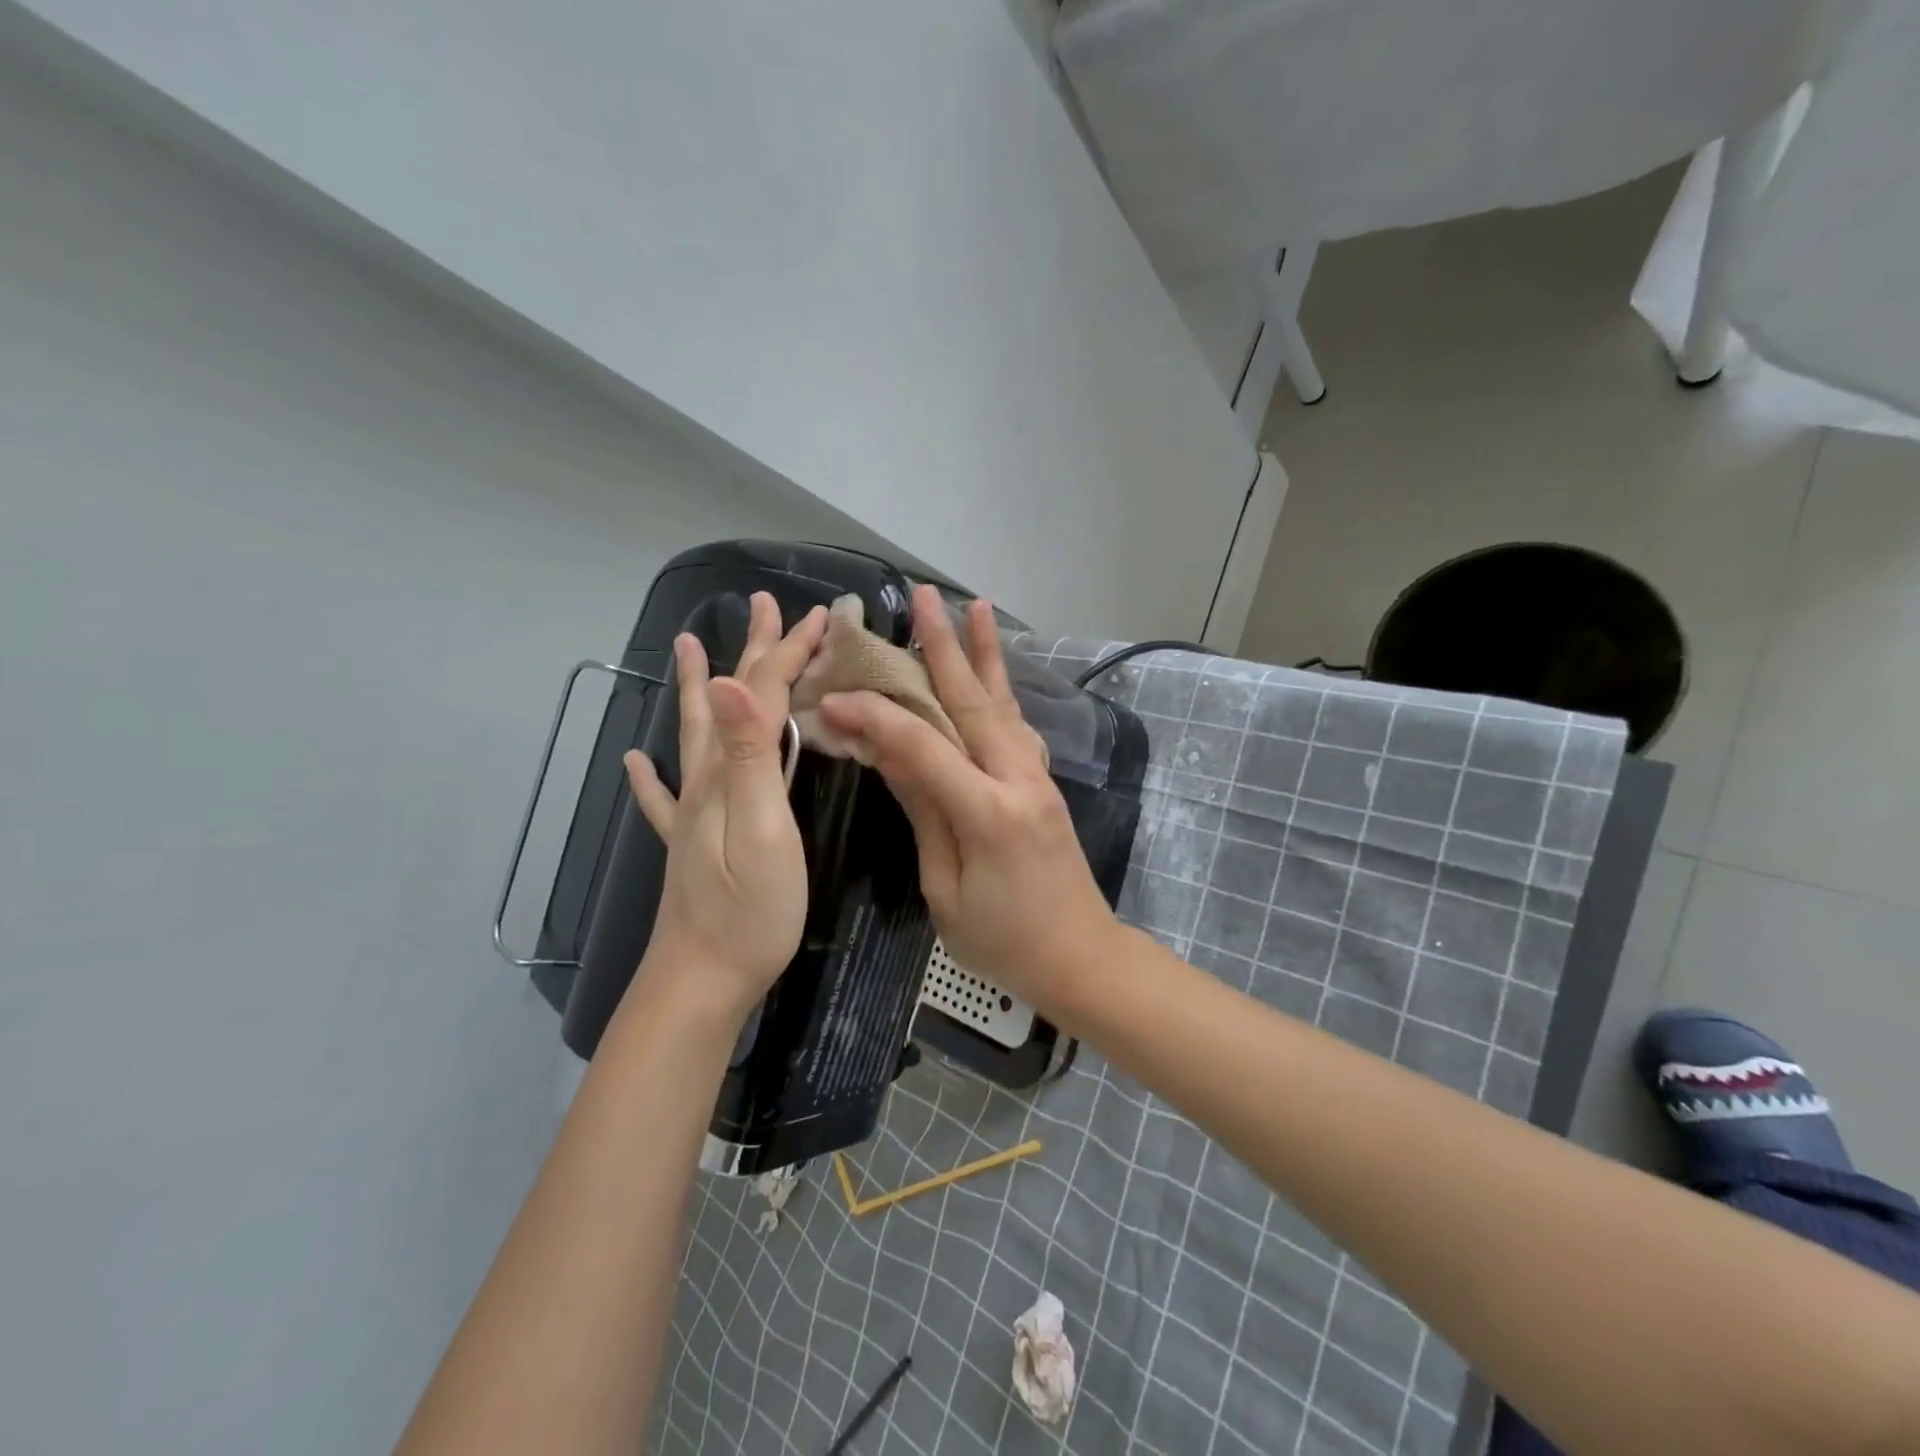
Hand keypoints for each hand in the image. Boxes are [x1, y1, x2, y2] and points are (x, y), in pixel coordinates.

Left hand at [623, 593, 828, 1018]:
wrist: (701, 981)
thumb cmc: (748, 910)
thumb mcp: (760, 829)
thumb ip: (749, 756)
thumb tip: (730, 680)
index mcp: (728, 772)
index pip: (760, 692)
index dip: (788, 651)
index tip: (821, 615)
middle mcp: (705, 780)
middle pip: (729, 700)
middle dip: (753, 651)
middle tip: (764, 607)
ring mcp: (693, 813)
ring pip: (697, 734)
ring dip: (699, 687)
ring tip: (689, 648)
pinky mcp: (689, 844)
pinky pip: (663, 797)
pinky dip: (649, 775)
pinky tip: (635, 763)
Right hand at [818, 586, 1121, 1017]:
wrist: (1081, 957)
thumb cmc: (1003, 942)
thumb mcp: (946, 888)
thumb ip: (923, 812)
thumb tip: (887, 751)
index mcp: (988, 812)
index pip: (922, 746)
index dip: (876, 717)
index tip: (834, 697)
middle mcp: (1017, 779)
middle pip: (973, 702)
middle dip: (943, 647)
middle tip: (921, 598)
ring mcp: (1037, 777)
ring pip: (1003, 704)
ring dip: (983, 654)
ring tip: (974, 608)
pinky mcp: (1043, 783)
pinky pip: (1016, 725)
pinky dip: (1002, 689)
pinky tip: (994, 668)